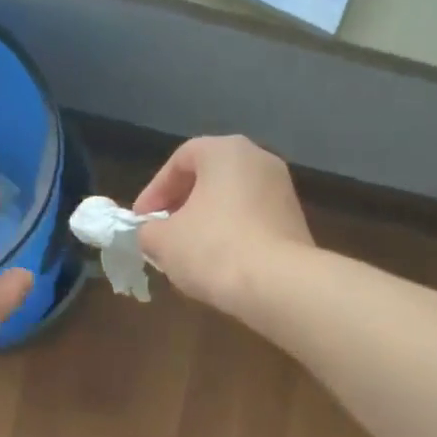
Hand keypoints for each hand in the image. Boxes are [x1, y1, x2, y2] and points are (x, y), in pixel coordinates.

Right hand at [132, 135, 316, 312]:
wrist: (278, 285)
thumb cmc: (214, 249)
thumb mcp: (163, 241)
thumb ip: (149, 231)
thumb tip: (153, 234)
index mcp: (226, 151)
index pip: (180, 160)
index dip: (154, 191)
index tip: (141, 220)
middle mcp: (260, 160)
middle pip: (210, 178)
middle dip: (182, 206)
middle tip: (163, 234)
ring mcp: (283, 192)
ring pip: (233, 202)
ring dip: (207, 223)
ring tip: (189, 254)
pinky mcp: (295, 224)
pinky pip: (253, 223)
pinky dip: (233, 237)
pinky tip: (220, 265)